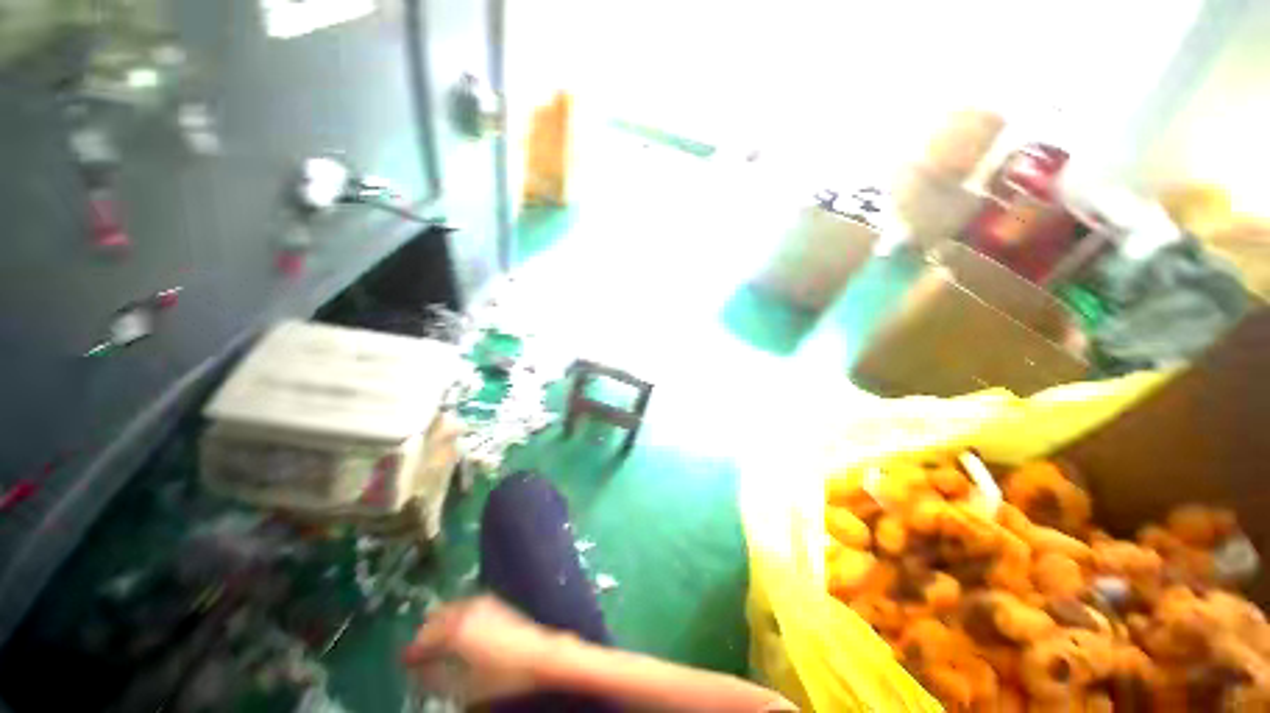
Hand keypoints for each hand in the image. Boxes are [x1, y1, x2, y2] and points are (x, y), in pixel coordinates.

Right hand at [401, 596, 562, 702]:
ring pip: (449, 609)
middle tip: (420, 655)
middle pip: (434, 618)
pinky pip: (464, 606)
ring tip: (437, 647)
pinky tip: (458, 635)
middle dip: (424, 635)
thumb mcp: (462, 686)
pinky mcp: (493, 602)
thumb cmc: (501, 676)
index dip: (411, 652)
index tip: (405, 662)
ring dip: (439, 625)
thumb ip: (434, 678)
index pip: (422, 638)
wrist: (538, 655)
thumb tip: (417, 671)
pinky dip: (455, 618)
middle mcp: (467, 609)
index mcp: (455, 629)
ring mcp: (482, 602)